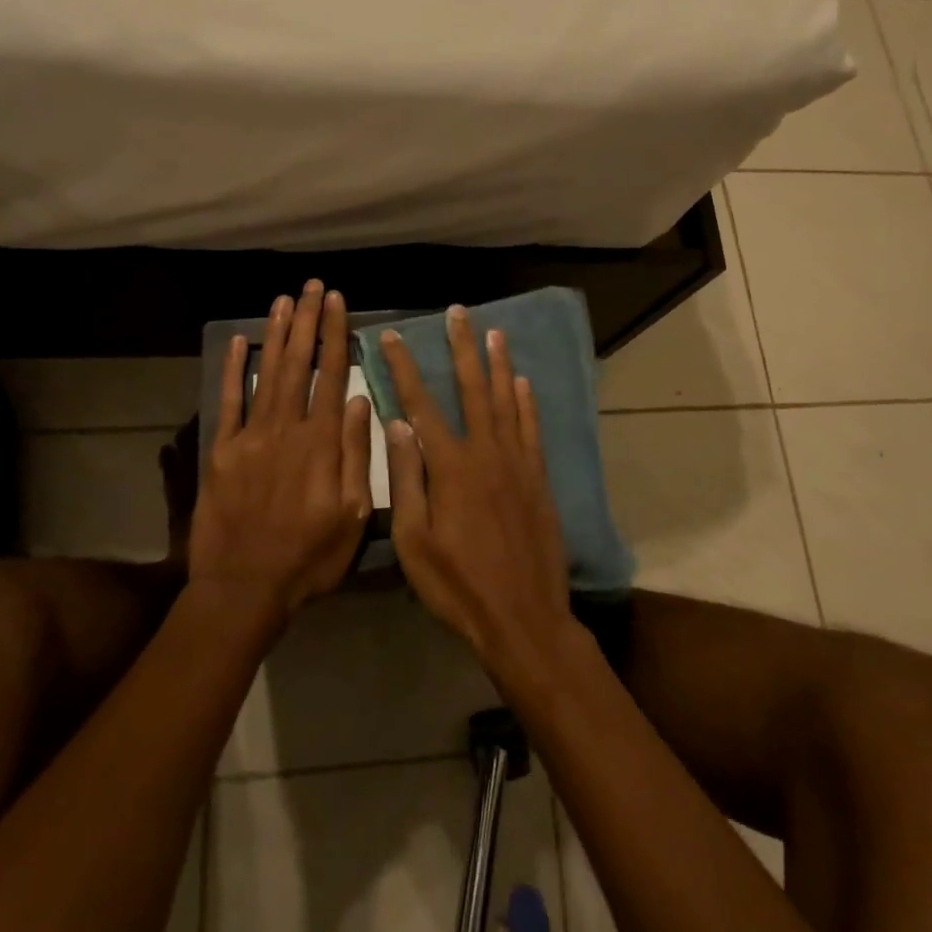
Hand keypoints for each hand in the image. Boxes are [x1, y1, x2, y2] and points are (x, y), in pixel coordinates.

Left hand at [194, 282, 372, 620]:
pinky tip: (238, 342)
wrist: (244, 588)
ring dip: (276, 334)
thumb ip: (357, 455)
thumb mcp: (353, 515)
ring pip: (266, 373)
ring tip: (284, 300)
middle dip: (306, 322)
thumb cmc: (309, 557)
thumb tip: (363, 401)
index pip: (332, 375)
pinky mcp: (221, 451)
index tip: (337, 302)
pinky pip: (228, 402)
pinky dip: (233, 370)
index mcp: (321, 442)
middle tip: (312, 287)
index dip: (335, 335)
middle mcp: (286, 428)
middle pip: (298, 364)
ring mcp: (250, 437)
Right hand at [380, 307, 575, 683]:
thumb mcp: (414, 542)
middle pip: (472, 389)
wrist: (524, 617)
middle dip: (462, 348)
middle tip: (458, 313)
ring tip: (494, 332)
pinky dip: (527, 402)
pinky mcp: (538, 479)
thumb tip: (398, 425)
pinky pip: (531, 429)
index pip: (420, 404)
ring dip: (498, 364)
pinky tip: (522, 382)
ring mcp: (517, 463)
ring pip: (506, 401)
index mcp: (450, 467)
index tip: (393, 337)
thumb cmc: (458, 586)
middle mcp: (486, 453)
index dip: (404, 367)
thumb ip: (406, 479)